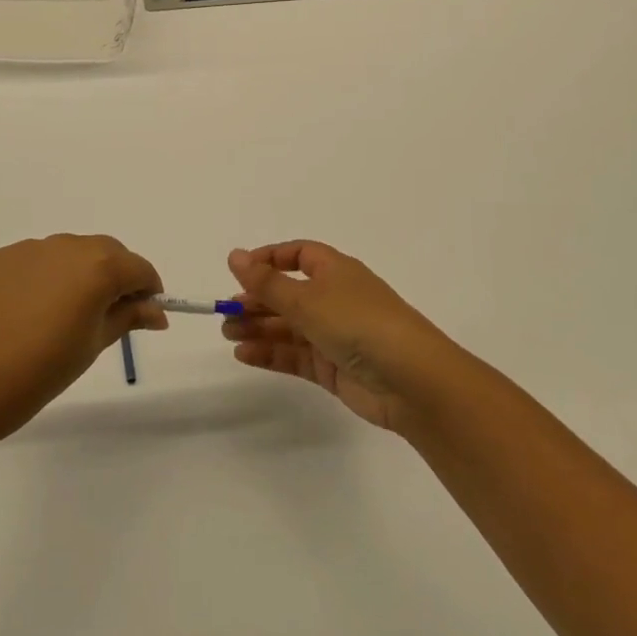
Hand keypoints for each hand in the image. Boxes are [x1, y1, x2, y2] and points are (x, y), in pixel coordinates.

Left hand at [0, 235, 166, 433]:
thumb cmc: (45, 368)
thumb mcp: (96, 344)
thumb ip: (129, 317)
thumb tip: (157, 311)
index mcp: (99, 267)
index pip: (139, 269)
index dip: (148, 290)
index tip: (146, 314)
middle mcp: (68, 246)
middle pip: (107, 253)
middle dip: (116, 276)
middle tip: (109, 314)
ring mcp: (32, 248)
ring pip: (70, 253)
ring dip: (80, 273)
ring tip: (65, 313)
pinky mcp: (2, 257)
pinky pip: (37, 260)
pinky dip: (46, 276)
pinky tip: (32, 309)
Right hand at [221, 242, 457, 431]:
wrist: (411, 380)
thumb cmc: (358, 323)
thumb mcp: (307, 299)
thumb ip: (266, 282)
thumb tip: (234, 256)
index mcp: (335, 271)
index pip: (298, 255)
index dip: (268, 260)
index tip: (238, 272)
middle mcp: (335, 298)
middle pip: (288, 294)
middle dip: (257, 301)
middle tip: (225, 314)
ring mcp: (335, 334)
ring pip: (289, 327)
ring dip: (259, 328)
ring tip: (229, 335)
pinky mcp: (333, 367)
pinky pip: (295, 355)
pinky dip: (271, 353)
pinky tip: (245, 355)